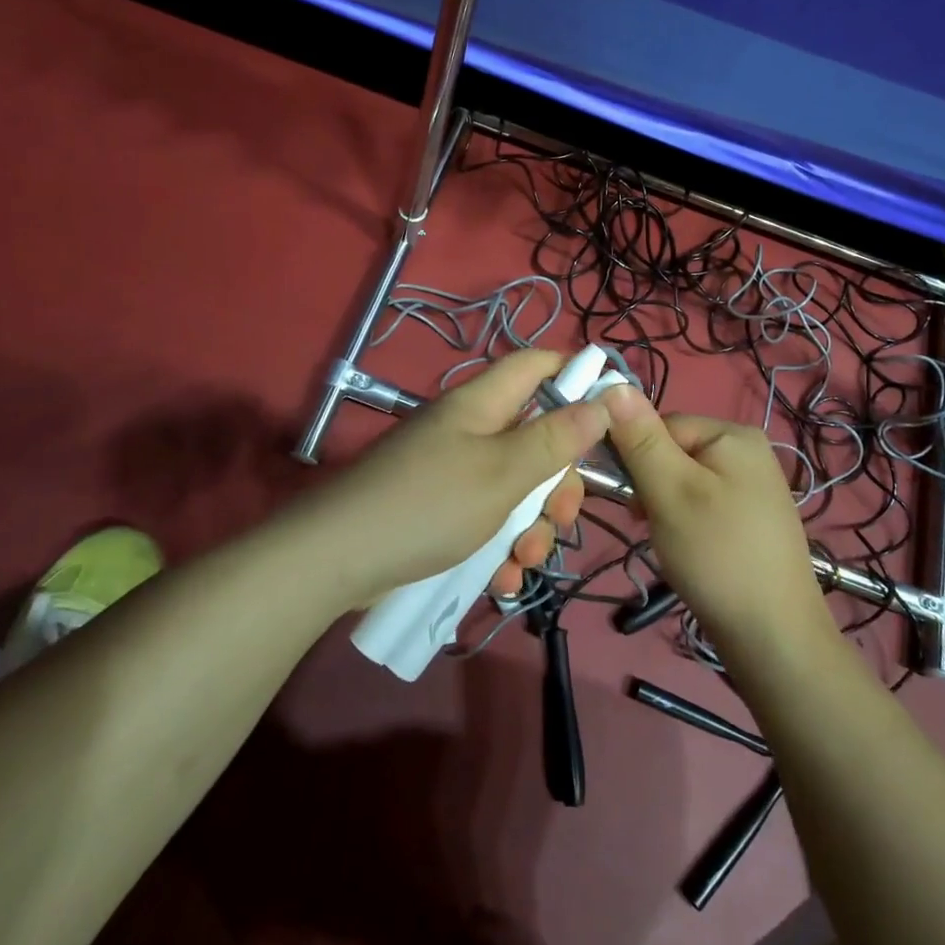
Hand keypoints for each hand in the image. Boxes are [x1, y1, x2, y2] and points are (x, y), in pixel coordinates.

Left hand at [294, 350, 611, 606]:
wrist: (336, 561)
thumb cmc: (429, 505)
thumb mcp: (503, 474)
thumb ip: (556, 439)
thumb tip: (603, 401)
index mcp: (481, 404)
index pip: (536, 365)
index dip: (574, 375)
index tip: (608, 411)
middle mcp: (469, 430)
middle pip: (535, 437)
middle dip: (556, 482)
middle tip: (561, 517)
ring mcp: (452, 471)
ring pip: (515, 486)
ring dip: (530, 526)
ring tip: (523, 561)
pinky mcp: (440, 509)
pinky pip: (486, 518)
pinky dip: (499, 546)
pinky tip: (500, 579)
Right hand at [603, 385, 831, 654]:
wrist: (774, 637)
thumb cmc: (717, 554)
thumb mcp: (669, 491)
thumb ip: (640, 438)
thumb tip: (612, 382)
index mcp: (733, 433)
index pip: (662, 424)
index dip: (637, 459)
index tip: (632, 502)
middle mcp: (749, 450)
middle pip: (674, 451)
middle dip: (653, 486)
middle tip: (649, 525)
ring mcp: (754, 486)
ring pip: (685, 481)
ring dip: (665, 507)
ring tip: (669, 543)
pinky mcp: (753, 518)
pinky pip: (704, 504)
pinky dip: (687, 523)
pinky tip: (688, 552)